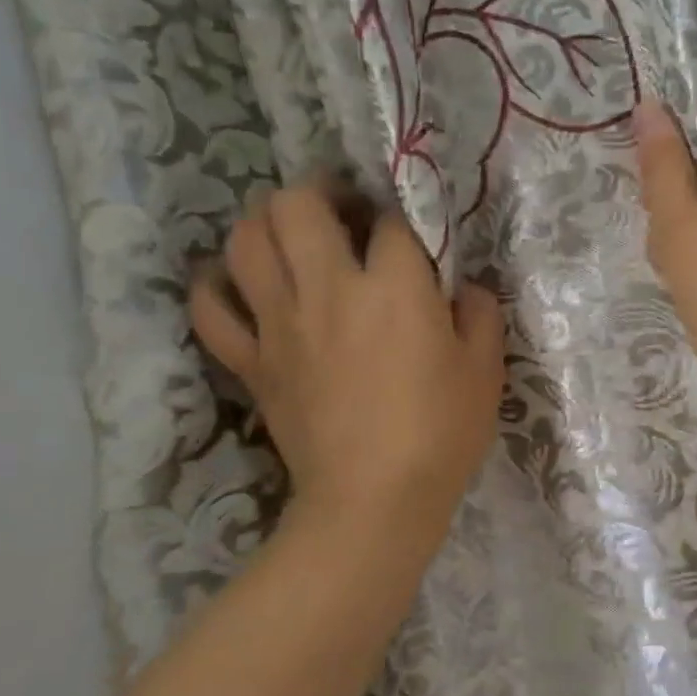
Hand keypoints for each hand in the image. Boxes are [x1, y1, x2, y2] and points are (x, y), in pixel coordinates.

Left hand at [189, 182, 505, 562]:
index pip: (390, 221)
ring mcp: (280, 323)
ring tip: (291, 239)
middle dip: (320, 193)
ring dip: (265, 225)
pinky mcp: (251, 360)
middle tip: (340, 214)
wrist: (373, 502)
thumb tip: (461, 288)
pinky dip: (219, 288)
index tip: (409, 241)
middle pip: (297, 204)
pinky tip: (244, 288)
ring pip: (245, 240)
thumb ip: (479, 313)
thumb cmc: (439, 434)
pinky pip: (211, 307)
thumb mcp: (485, 371)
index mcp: (393, 287)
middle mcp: (328, 289)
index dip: (402, 221)